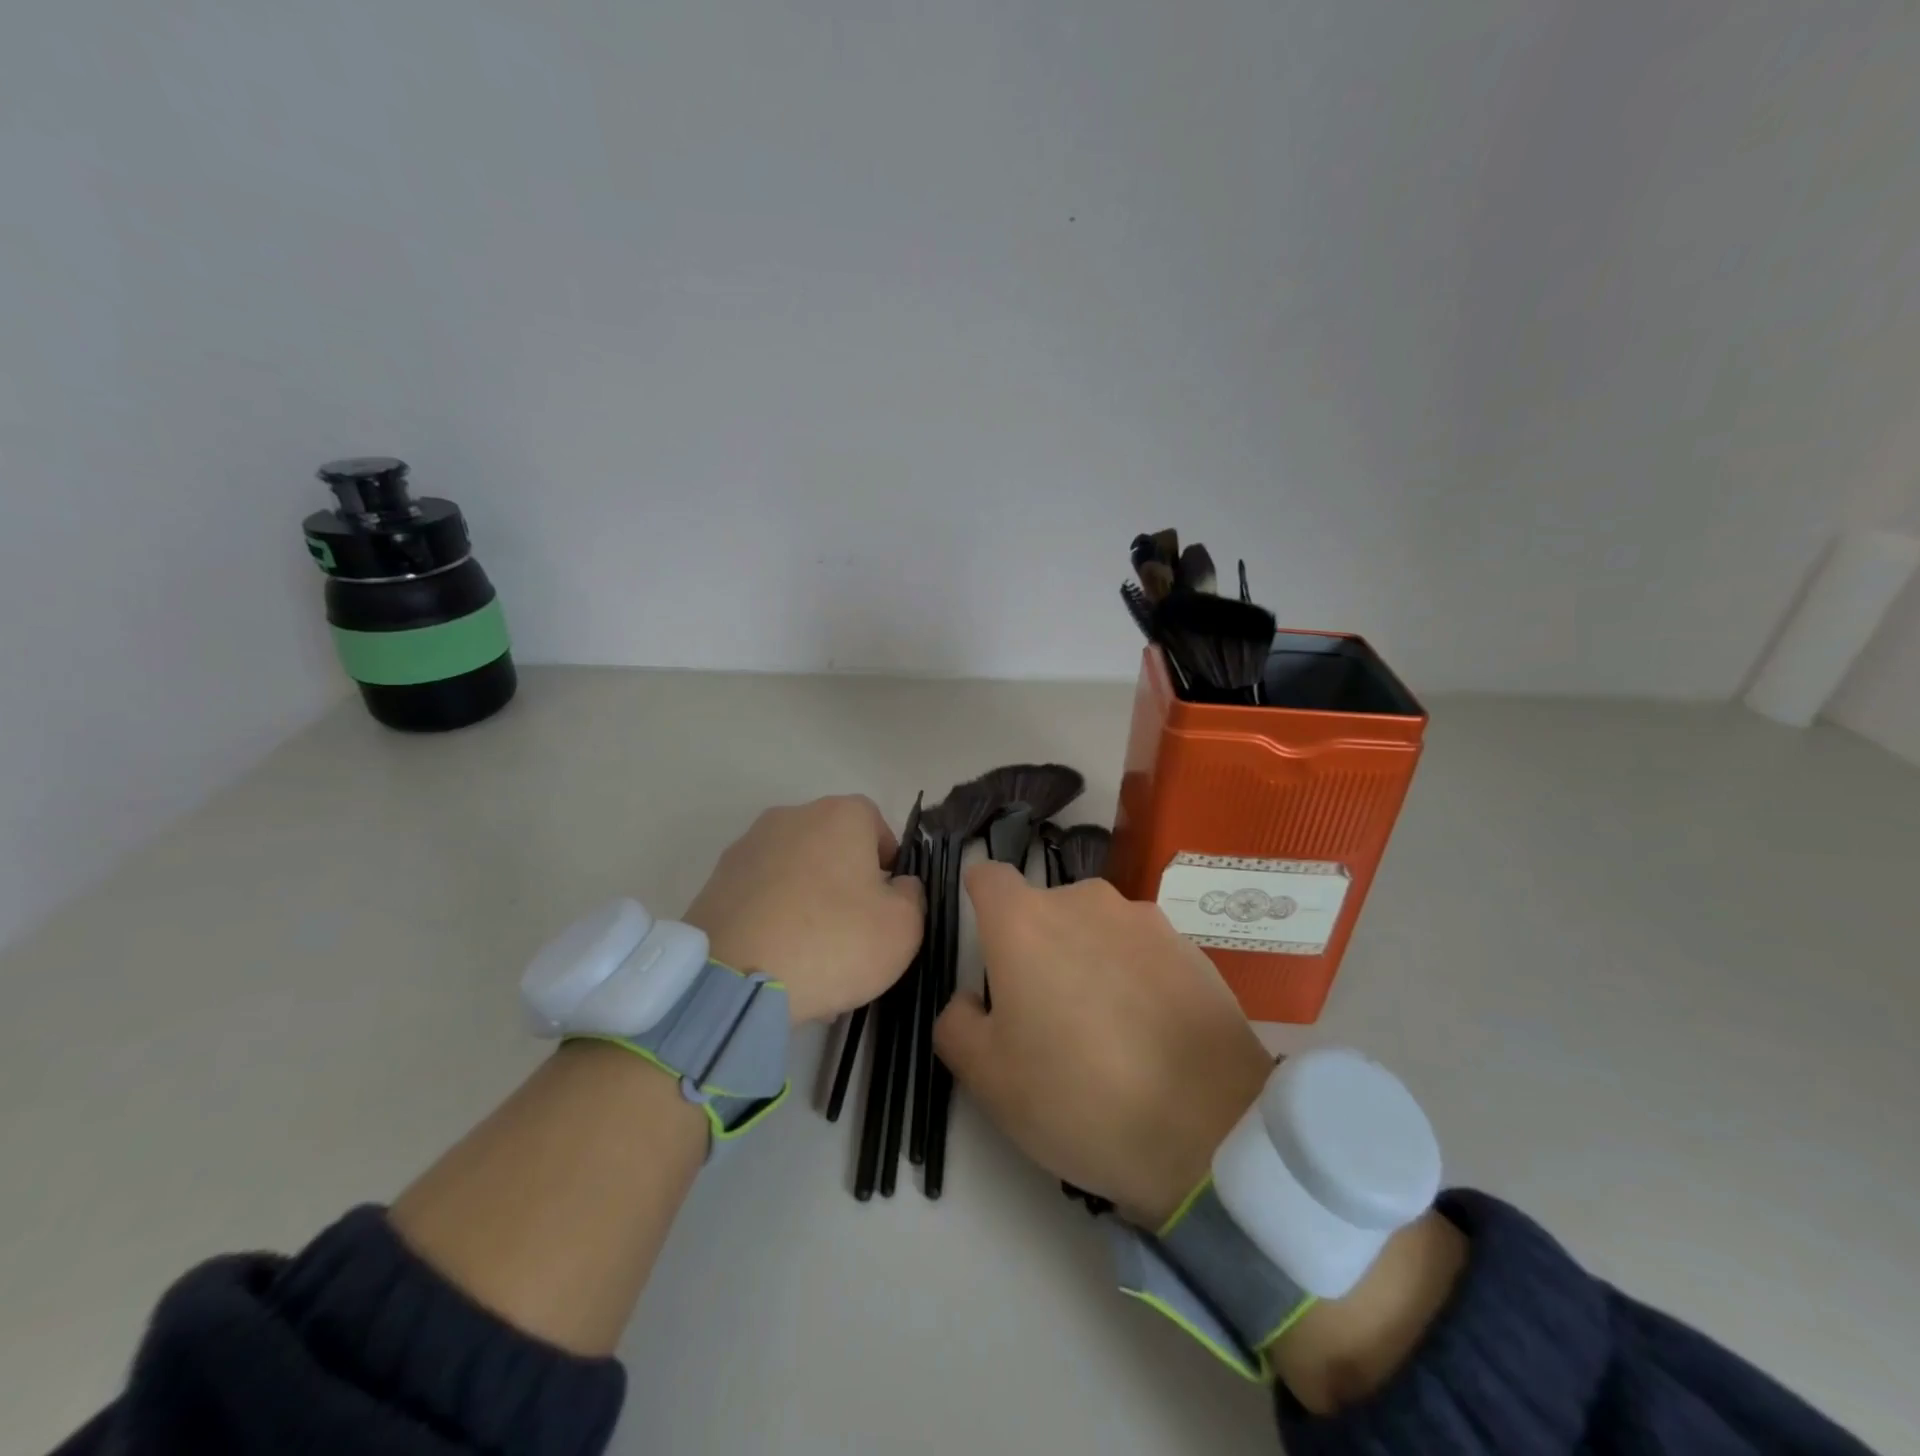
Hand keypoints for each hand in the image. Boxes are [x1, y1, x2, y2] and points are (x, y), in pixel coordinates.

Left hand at [683, 796, 923, 1024]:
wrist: (734, 979)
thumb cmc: (833, 941)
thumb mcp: (904, 927)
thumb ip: (911, 895)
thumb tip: (896, 885)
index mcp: (840, 815)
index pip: (875, 823)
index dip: (887, 861)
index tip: (887, 901)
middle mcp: (791, 817)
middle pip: (831, 845)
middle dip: (845, 881)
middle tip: (852, 931)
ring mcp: (746, 847)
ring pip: (794, 872)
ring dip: (807, 901)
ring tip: (812, 956)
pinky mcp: (715, 882)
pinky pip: (761, 896)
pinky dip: (773, 918)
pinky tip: (778, 960)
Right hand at [933, 861, 1272, 1226]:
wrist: (1209, 1129)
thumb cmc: (1079, 1096)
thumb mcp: (988, 1078)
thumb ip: (956, 1023)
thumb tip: (970, 998)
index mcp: (1024, 921)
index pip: (988, 877)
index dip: (979, 901)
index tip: (986, 943)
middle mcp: (1083, 901)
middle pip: (1044, 909)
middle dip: (1037, 947)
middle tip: (1045, 1014)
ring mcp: (1143, 919)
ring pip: (1095, 928)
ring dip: (1088, 960)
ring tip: (1106, 1028)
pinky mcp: (1190, 946)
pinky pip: (1141, 950)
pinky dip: (1134, 975)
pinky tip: (1149, 1033)